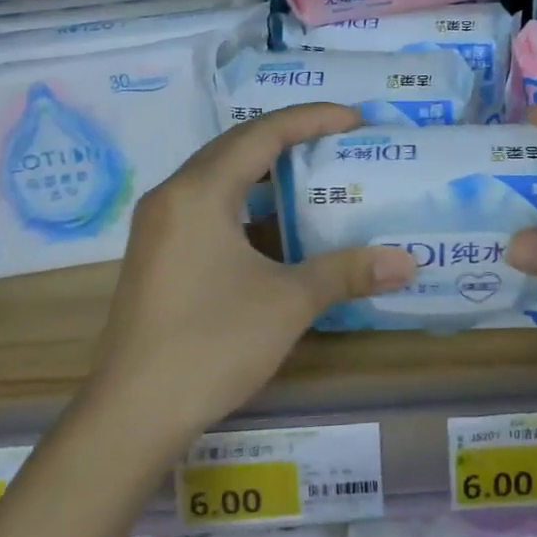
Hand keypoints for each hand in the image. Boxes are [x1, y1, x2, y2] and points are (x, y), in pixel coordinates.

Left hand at [88, 103, 416, 441]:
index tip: (355, 119)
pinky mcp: (156, 254)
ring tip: (312, 172)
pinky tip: (273, 224)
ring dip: (265, 169)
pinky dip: (245, 200)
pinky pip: (206, 204)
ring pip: (218, 175)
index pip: (262, 133)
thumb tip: (407, 262)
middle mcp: (172, 195)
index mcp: (199, 191)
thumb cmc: (212, 345)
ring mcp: (158, 226)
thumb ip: (347, 272)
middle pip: (237, 145)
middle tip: (338, 140)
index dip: (312, 119)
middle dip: (290, 137)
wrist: (130, 418)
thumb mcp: (288, 302)